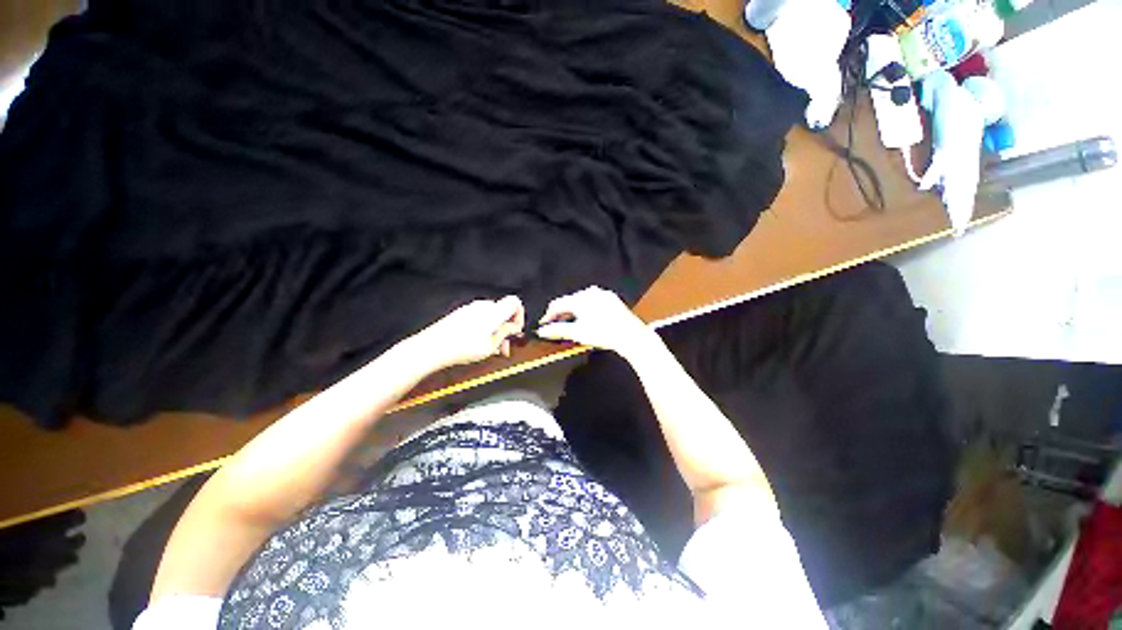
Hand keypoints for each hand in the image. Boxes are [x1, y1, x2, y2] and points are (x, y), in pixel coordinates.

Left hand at [410, 296, 524, 368]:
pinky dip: (485, 330)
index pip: (515, 302)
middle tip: (505, 346)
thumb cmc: (460, 347)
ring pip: (491, 317)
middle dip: (506, 329)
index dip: (520, 316)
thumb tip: (513, 328)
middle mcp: (483, 306)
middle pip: (503, 312)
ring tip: (492, 349)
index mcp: (493, 312)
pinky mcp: (462, 314)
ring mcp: (471, 309)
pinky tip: (480, 345)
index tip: (516, 330)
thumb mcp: (491, 345)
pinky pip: (480, 319)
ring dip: (496, 332)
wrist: (433, 347)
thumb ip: (505, 333)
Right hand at [535, 286, 654, 357]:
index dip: (548, 315)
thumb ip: (557, 330)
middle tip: (556, 325)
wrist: (630, 335)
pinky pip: (593, 302)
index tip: (544, 324)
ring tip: (571, 324)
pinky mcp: (611, 299)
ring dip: (574, 312)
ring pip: (581, 302)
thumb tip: (543, 331)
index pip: (557, 304)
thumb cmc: (604, 333)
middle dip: (561, 314)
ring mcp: (602, 294)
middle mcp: (590, 292)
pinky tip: (587, 320)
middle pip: (569, 302)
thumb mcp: (577, 333)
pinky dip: (586, 310)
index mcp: (580, 298)